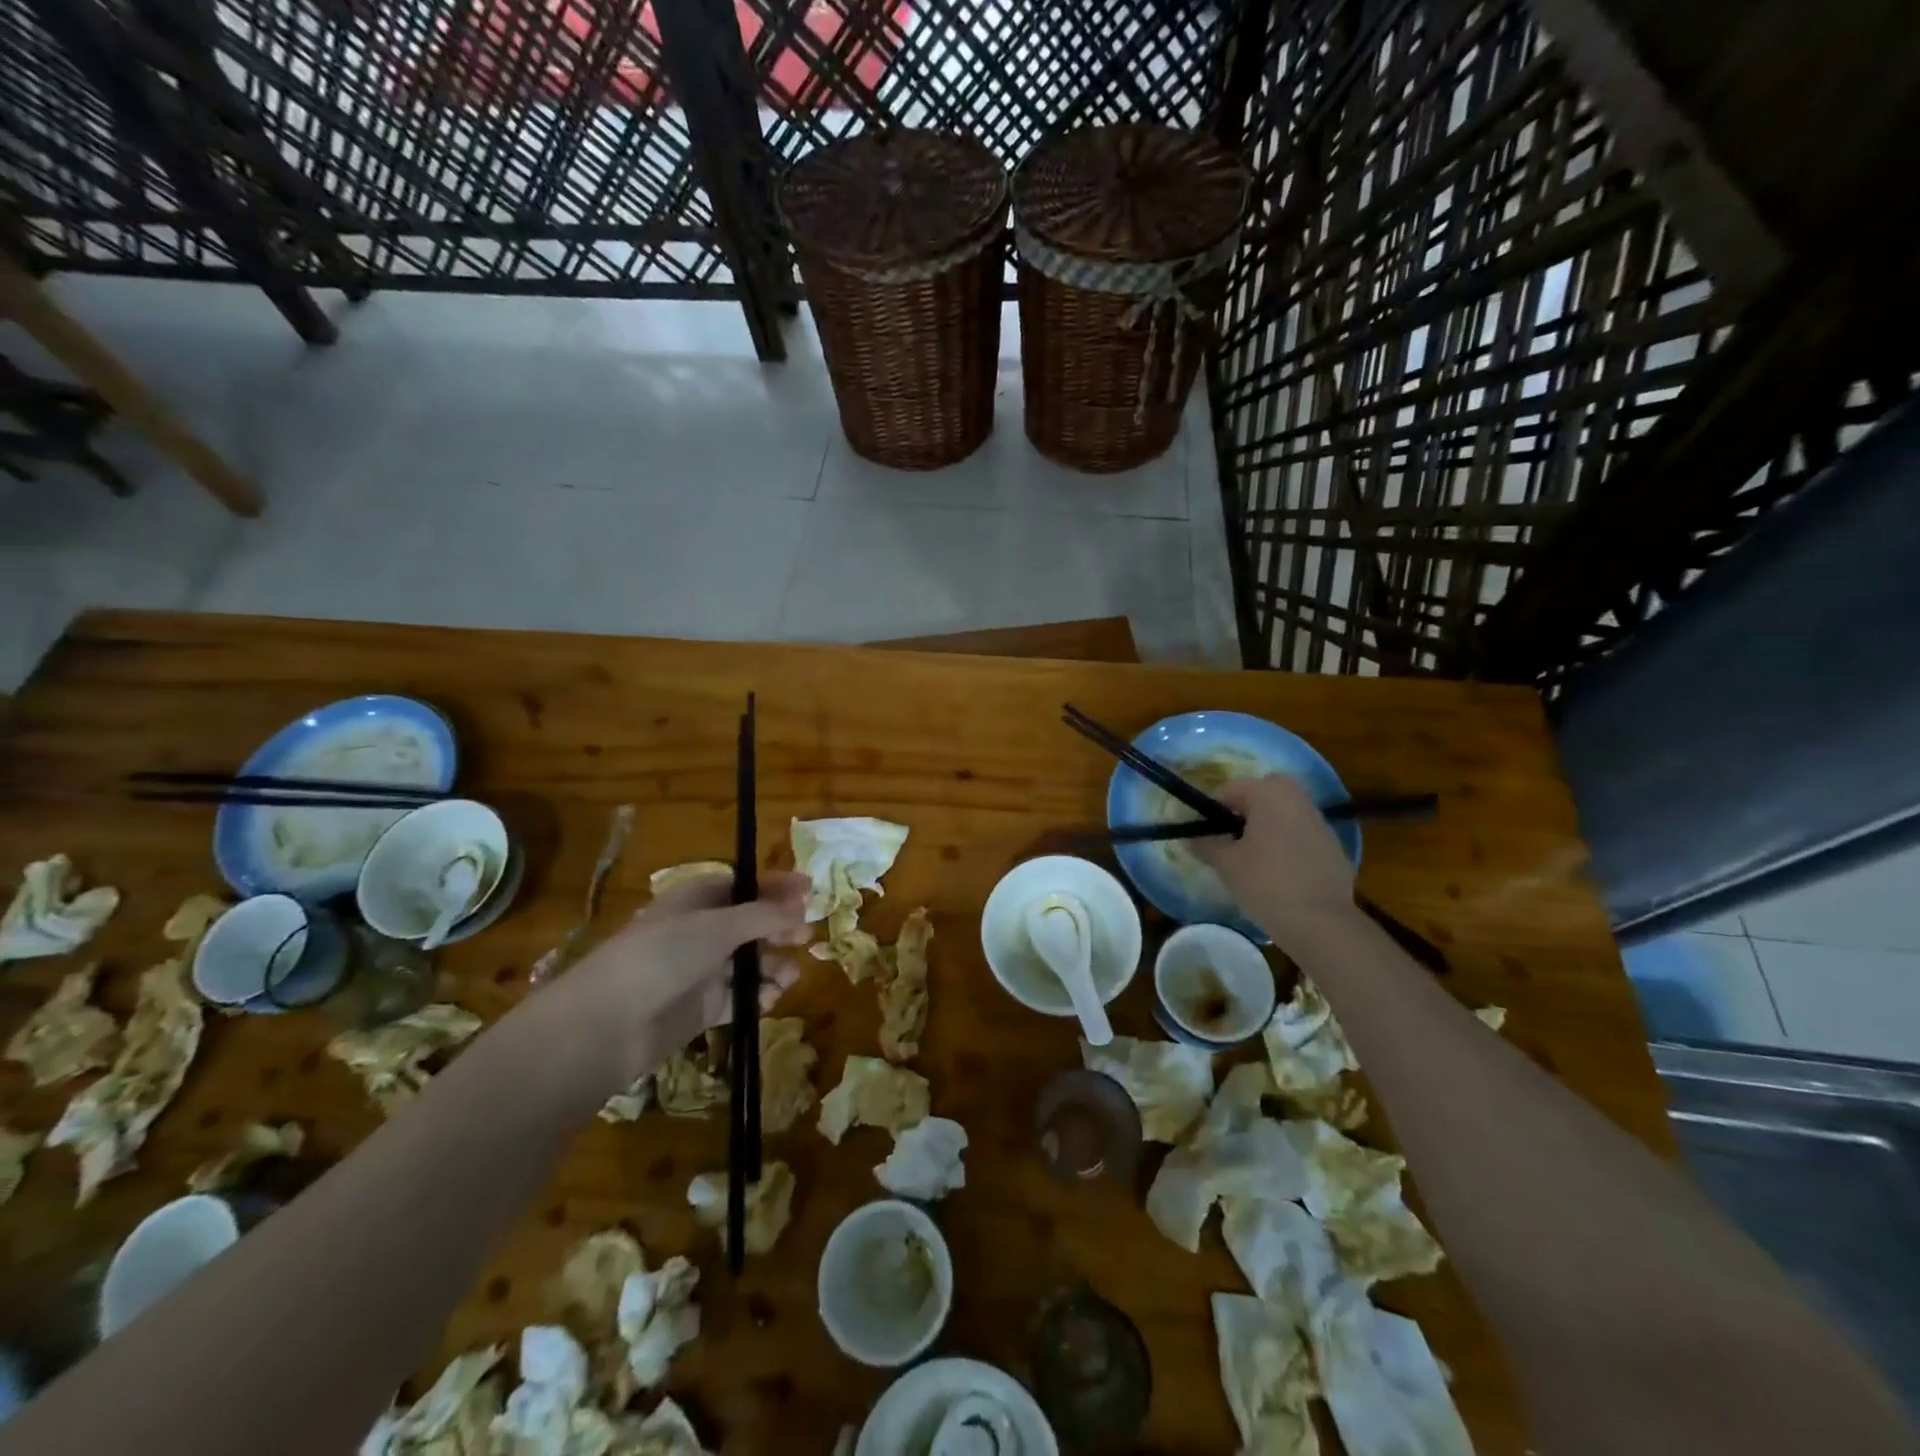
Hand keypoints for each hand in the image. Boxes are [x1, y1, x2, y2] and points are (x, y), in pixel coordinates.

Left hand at [557, 868, 808, 1088]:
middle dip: (779, 929)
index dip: (776, 886)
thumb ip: (764, 915)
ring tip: (789, 976)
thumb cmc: (663, 956)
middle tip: (804, 937)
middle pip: (751, 924)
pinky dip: (758, 996)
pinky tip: (770, 999)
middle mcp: (700, 931)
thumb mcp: (718, 926)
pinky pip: (739, 996)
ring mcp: (700, 970)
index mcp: (696, 900)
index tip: (811, 890)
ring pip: (749, 962)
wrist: (609, 1024)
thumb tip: (802, 907)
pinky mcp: (701, 1007)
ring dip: (773, 965)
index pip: (744, 885)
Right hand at [1194, 775, 1356, 939]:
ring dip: (1263, 830)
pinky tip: (1279, 874)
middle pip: (1257, 798)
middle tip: (1227, 845)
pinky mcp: (1334, 845)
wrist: (1322, 923)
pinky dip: (1285, 846)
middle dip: (1239, 817)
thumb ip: (1205, 843)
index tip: (1203, 837)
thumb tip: (1193, 836)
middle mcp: (1297, 797)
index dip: (1210, 813)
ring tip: (1251, 861)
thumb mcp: (1225, 863)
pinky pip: (1299, 836)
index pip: (1227, 791)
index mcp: (1269, 792)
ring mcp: (1320, 820)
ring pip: (1280, 816)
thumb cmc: (1266, 883)